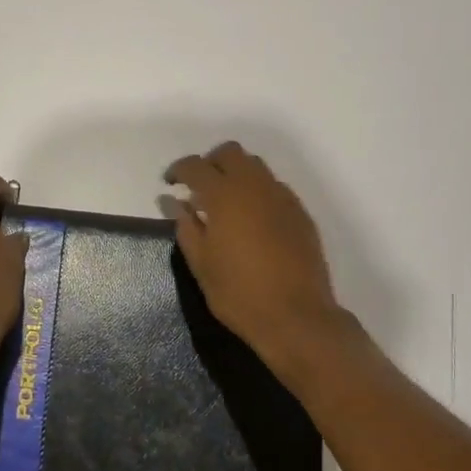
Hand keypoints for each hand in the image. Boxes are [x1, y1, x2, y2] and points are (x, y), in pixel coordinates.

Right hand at [163, 142, 348, 366]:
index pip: (196, 166)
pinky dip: (257, 192)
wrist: (297, 317)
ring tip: (225, 203)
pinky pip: (274, 187)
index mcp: (224, 196)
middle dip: (210, 163)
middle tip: (198, 188)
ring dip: (236, 174)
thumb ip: (186, 226)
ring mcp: (282, 197)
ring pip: (255, 166)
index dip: (179, 170)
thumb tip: (174, 201)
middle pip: (230, 153)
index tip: (169, 184)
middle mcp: (255, 186)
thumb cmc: (239, 294)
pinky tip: (251, 220)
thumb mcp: (201, 264)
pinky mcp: (300, 213)